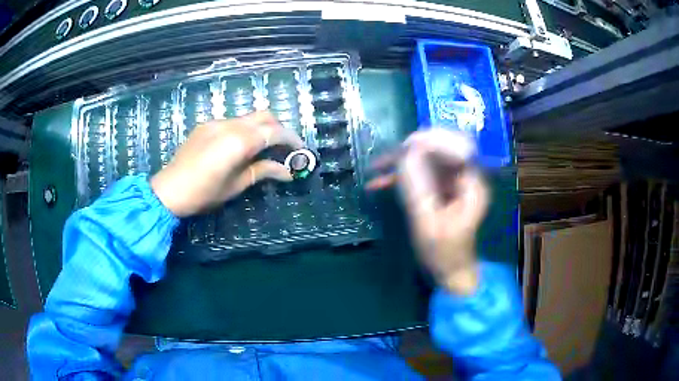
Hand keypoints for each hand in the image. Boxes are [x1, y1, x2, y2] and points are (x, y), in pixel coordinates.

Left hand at [150, 112, 303, 216]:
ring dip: (260, 128)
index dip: (292, 139)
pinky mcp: (206, 125)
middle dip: (278, 128)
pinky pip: (232, 122)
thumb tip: (288, 173)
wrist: (169, 190)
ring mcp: (216, 122)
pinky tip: (238, 147)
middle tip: (283, 148)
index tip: (301, 150)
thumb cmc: (204, 193)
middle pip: (264, 115)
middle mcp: (230, 125)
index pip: (275, 132)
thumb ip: (263, 171)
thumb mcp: (237, 185)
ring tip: (262, 148)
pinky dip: (243, 129)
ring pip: (248, 117)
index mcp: (240, 141)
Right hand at [367, 129, 488, 294]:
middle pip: (442, 149)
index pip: (460, 147)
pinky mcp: (439, 190)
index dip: (435, 141)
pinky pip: (420, 174)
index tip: (407, 145)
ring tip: (377, 166)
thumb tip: (405, 155)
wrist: (449, 272)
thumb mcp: (428, 223)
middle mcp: (464, 178)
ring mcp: (451, 183)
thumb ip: (418, 188)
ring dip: (402, 161)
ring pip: (428, 159)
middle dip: (413, 149)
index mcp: (472, 185)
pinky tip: (379, 182)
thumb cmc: (444, 253)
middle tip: (389, 156)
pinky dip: (401, 176)